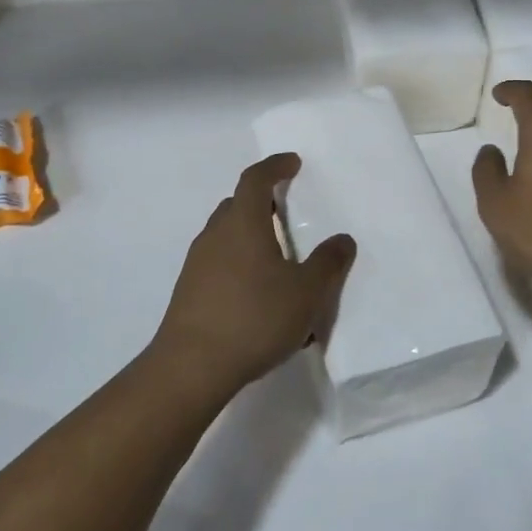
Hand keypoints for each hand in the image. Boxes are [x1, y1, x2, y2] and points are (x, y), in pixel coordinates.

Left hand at [150, 152, 356, 403]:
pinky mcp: (189, 290)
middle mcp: (215, 235)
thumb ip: (328, 263)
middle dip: (262, 200)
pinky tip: (256, 291)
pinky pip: (218, 261)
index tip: (293, 163)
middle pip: (237, 204)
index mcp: (243, 224)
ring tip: (276, 255)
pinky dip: (238, 261)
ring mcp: (197, 263)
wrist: (191, 367)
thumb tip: (342, 239)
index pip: (255, 179)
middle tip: (286, 210)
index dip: (275, 166)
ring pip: (225, 234)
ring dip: (249, 233)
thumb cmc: (254, 318)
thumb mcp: (306, 293)